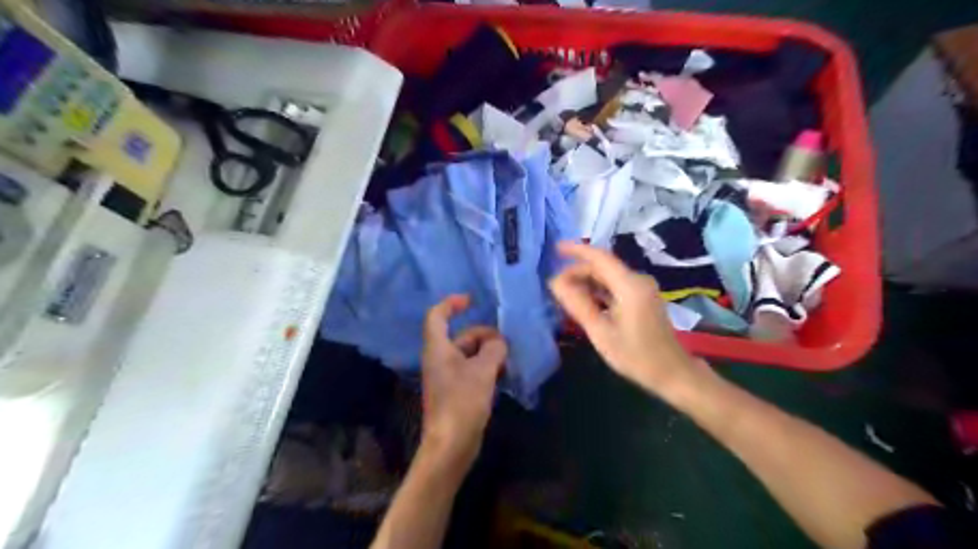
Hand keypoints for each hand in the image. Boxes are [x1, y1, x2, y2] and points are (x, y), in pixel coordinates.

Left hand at [418, 297, 508, 468]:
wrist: (451, 444)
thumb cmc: (462, 402)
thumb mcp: (483, 371)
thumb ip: (493, 350)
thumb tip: (499, 342)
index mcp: (438, 349)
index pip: (437, 316)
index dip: (451, 304)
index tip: (472, 300)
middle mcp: (439, 359)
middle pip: (461, 336)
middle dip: (483, 335)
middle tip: (506, 344)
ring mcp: (447, 377)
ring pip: (469, 354)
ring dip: (488, 352)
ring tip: (509, 357)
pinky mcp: (456, 392)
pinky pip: (471, 370)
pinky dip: (486, 367)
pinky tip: (503, 373)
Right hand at [549, 242, 702, 396]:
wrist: (672, 372)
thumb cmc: (635, 355)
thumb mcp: (600, 332)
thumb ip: (577, 304)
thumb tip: (555, 282)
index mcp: (629, 285)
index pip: (599, 257)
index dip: (576, 250)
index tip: (554, 248)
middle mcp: (638, 280)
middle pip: (602, 267)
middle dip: (577, 272)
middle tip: (555, 288)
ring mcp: (642, 288)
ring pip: (608, 276)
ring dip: (586, 282)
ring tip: (565, 296)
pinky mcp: (642, 297)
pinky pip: (615, 285)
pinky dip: (598, 290)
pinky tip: (584, 302)